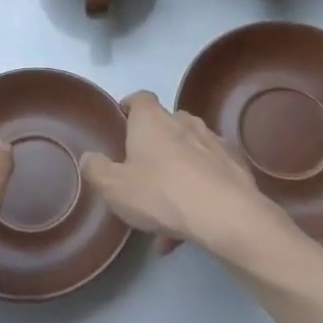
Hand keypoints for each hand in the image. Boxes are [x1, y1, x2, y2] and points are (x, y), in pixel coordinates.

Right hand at [79, 92, 277, 257]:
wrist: (225, 215)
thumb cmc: (161, 193)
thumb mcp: (114, 188)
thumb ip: (96, 169)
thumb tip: (88, 157)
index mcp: (152, 120)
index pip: (140, 98)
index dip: (130, 106)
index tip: (123, 120)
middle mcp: (184, 122)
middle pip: (166, 124)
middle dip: (155, 144)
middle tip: (143, 172)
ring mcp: (213, 141)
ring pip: (189, 152)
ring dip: (177, 173)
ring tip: (167, 213)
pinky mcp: (235, 164)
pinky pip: (209, 173)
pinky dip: (199, 190)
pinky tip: (192, 223)